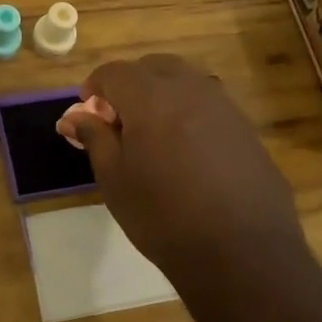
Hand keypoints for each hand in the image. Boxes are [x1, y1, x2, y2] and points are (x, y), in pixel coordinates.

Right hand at [62, 55, 303, 276]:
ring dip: (162, 95)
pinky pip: (210, 106)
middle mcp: (190, 90)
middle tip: (119, 120)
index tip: (88, 112)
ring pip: (186, 82)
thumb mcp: (114, 179)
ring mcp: (224, 107)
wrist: (242, 254)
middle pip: (153, 67)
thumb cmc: (163, 215)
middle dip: (131, 84)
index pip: (114, 72)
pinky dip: (190, 114)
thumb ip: (94, 138)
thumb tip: (74, 117)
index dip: (95, 87)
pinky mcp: (247, 130)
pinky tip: (187, 154)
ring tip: (153, 136)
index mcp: (151, 97)